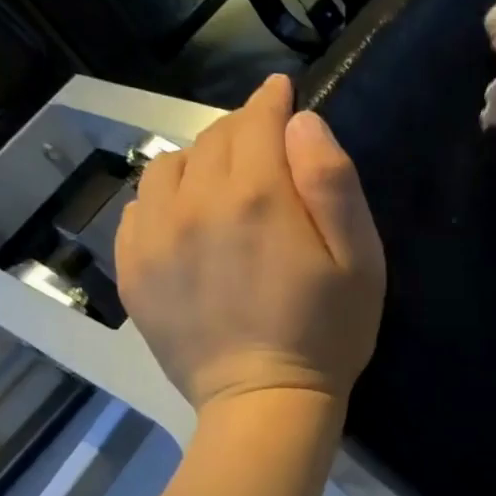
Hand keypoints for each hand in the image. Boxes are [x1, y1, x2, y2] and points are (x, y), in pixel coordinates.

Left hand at [115, 74, 384, 412]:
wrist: (265, 402)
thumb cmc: (328, 334)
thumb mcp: (361, 260)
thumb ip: (334, 182)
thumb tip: (302, 122)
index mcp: (258, 195)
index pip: (257, 120)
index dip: (272, 101)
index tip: (281, 93)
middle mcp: (196, 203)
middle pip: (213, 139)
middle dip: (242, 131)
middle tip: (265, 147)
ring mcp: (156, 237)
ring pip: (170, 166)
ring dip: (199, 161)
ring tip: (222, 184)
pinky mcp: (134, 271)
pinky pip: (138, 207)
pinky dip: (164, 198)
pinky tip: (186, 219)